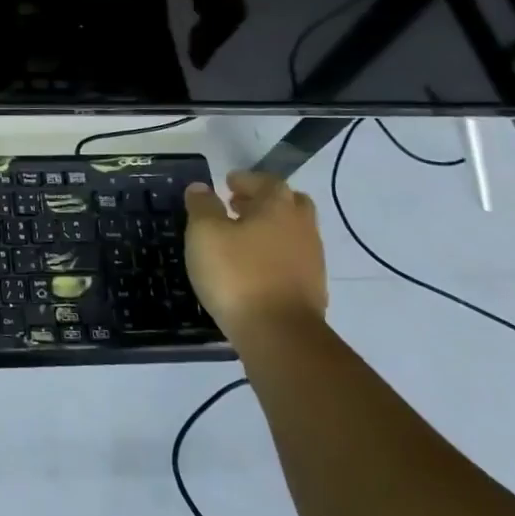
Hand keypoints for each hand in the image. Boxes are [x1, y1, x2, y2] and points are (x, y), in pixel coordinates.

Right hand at [184, 172, 326, 334]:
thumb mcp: (204, 233)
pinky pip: (292, 260)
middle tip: (238, 206)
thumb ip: (202, 206)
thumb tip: (202, 188)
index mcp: (278, 206)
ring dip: (270, 229)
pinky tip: (253, 267)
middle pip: (288, 203)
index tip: (227, 183)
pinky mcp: (312, 290)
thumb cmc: (237, 274)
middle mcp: (302, 227)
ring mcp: (312, 260)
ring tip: (240, 239)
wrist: (280, 335)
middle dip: (264, 201)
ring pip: (292, 233)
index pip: (266, 181)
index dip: (246, 179)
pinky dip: (274, 255)